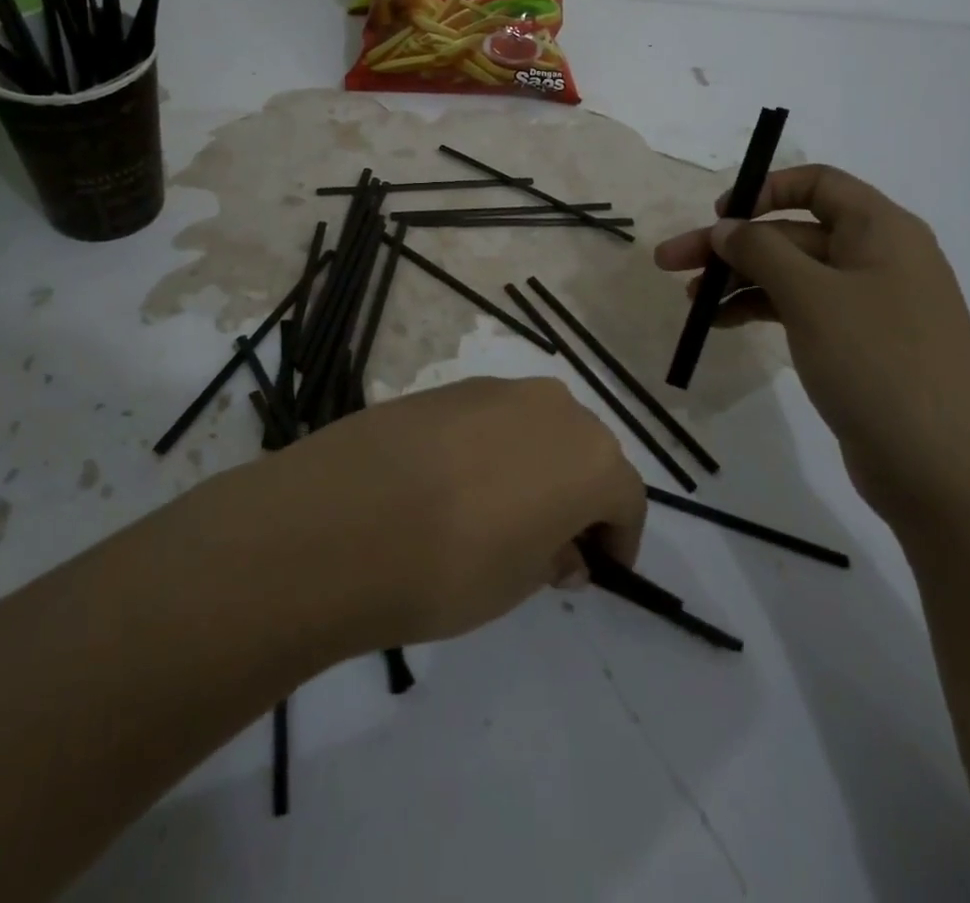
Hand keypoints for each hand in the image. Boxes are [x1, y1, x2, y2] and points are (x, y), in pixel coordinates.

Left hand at [264, 376, 645, 648]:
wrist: (344, 520)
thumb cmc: (452, 566)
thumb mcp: (520, 581)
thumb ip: (553, 555)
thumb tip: (560, 546)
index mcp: (589, 455)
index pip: (625, 497)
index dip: (618, 538)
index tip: (599, 571)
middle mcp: (551, 407)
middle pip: (584, 451)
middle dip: (578, 495)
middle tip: (552, 543)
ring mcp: (494, 389)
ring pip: (536, 427)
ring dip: (535, 464)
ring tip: (501, 512)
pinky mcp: (446, 387)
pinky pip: (490, 418)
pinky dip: (492, 447)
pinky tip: (456, 484)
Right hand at [654, 164, 969, 524]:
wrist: (941, 470)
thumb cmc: (877, 363)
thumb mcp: (811, 296)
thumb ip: (761, 251)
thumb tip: (726, 228)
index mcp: (881, 230)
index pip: (818, 183)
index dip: (764, 190)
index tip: (719, 216)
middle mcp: (878, 257)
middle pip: (792, 232)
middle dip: (730, 245)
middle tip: (670, 262)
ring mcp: (869, 303)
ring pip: (791, 273)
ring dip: (738, 280)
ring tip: (690, 302)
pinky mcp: (858, 343)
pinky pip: (800, 308)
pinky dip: (759, 309)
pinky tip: (721, 323)